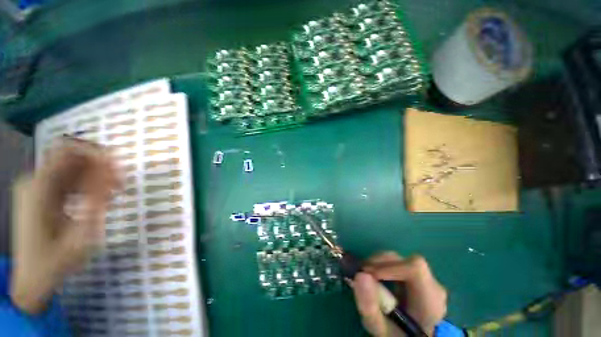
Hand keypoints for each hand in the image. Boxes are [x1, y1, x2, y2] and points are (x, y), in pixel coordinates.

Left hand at [11, 139, 120, 313]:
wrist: (33, 278)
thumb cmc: (56, 261)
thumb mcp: (81, 232)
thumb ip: (96, 198)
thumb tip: (112, 168)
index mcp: (39, 188)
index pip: (69, 150)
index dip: (97, 153)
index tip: (119, 167)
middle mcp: (34, 181)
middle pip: (72, 158)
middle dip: (100, 167)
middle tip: (120, 185)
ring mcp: (36, 187)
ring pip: (72, 168)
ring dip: (96, 176)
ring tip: (113, 194)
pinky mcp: (40, 194)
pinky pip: (68, 179)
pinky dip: (86, 184)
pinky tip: (98, 198)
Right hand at [351, 252, 446, 336]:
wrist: (409, 336)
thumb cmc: (397, 335)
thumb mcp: (380, 328)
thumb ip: (370, 306)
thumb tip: (360, 275)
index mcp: (431, 301)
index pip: (415, 269)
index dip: (389, 266)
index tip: (368, 274)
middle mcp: (432, 285)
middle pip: (404, 261)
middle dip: (379, 263)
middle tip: (361, 273)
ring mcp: (425, 278)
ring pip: (399, 259)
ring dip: (378, 263)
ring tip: (365, 274)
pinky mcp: (415, 275)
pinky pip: (397, 262)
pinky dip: (381, 265)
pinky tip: (374, 276)